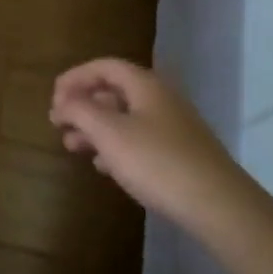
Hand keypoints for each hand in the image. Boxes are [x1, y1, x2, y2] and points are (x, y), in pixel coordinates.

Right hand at [49, 59, 253, 234]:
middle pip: (114, 92)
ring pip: (125, 118)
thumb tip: (64, 100)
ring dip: (95, 128)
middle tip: (58, 124)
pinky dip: (116, 147)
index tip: (53, 99)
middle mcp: (161, 99)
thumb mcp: (109, 133)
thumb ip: (80, 110)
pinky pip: (140, 140)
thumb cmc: (157, 161)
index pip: (103, 67)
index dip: (74, 77)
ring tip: (72, 147)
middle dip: (82, 106)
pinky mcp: (181, 155)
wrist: (219, 207)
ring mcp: (174, 128)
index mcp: (145, 85)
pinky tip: (104, 167)